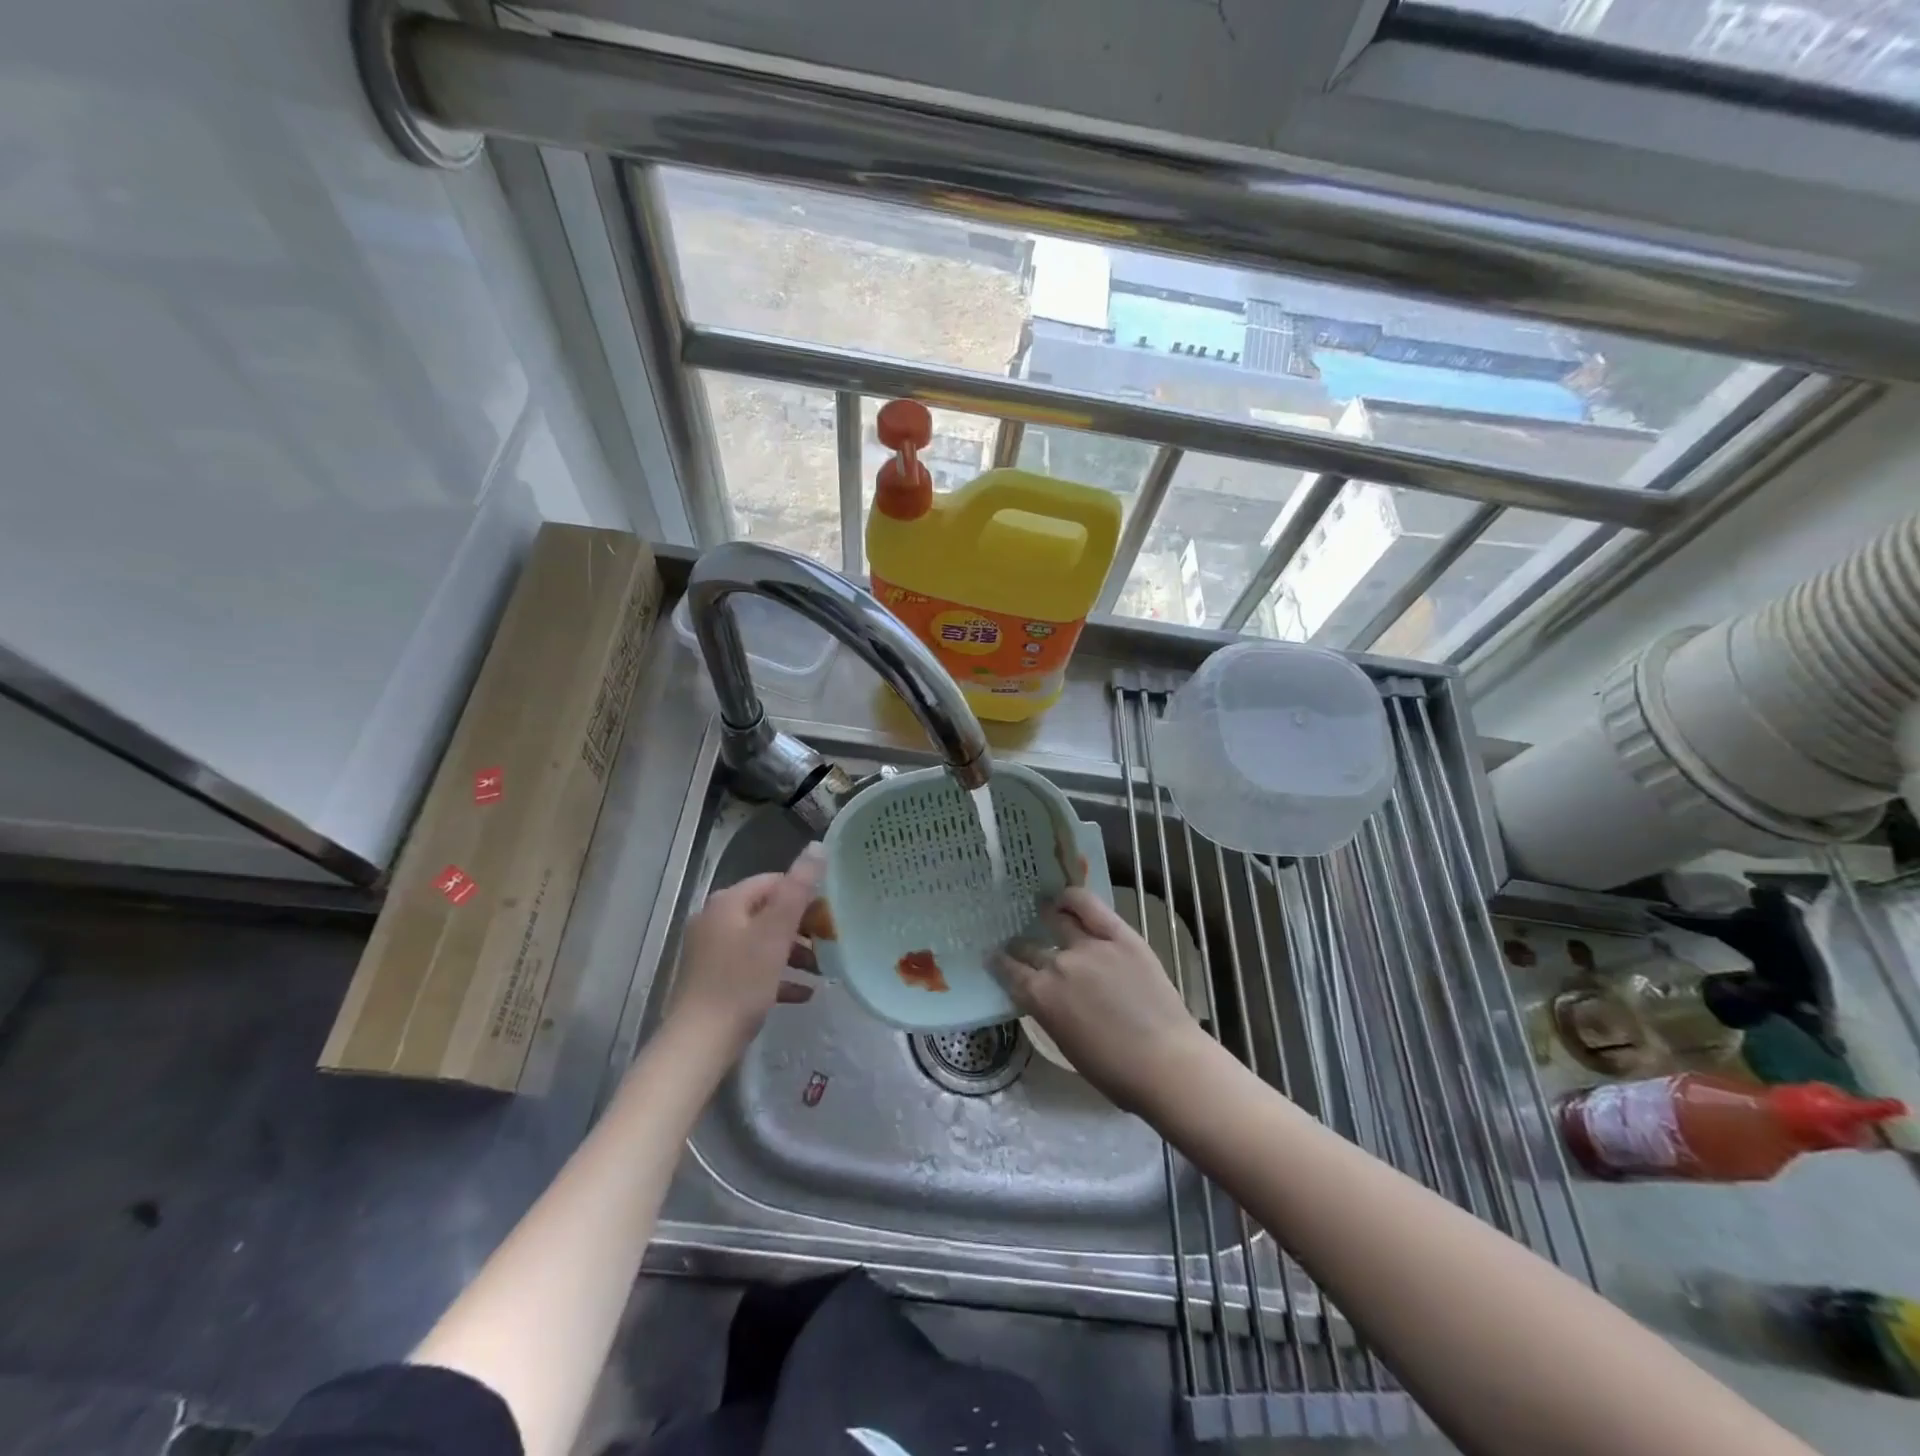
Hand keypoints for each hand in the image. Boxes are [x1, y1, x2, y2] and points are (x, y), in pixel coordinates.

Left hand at [669, 843, 823, 1052]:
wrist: (698, 1044)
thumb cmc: (741, 982)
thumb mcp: (775, 932)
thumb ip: (798, 889)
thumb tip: (818, 846)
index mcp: (728, 903)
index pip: (774, 882)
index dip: (805, 894)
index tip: (831, 915)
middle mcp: (715, 921)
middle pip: (768, 912)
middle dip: (801, 926)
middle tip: (830, 942)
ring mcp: (712, 952)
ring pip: (762, 941)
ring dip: (793, 952)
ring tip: (821, 969)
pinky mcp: (714, 981)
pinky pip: (753, 969)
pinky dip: (778, 975)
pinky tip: (803, 993)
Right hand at [993, 888, 1215, 1112]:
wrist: (1166, 1063)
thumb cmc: (1114, 1071)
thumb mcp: (1065, 1043)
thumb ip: (1049, 1011)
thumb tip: (1045, 996)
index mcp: (1040, 997)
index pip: (1009, 971)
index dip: (1000, 963)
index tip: (995, 958)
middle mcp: (1058, 965)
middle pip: (1030, 947)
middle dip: (1020, 947)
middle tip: (1021, 945)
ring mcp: (1089, 946)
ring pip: (1057, 921)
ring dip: (1046, 918)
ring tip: (1044, 913)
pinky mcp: (1119, 936)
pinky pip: (1089, 906)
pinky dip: (1072, 899)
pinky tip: (1065, 899)